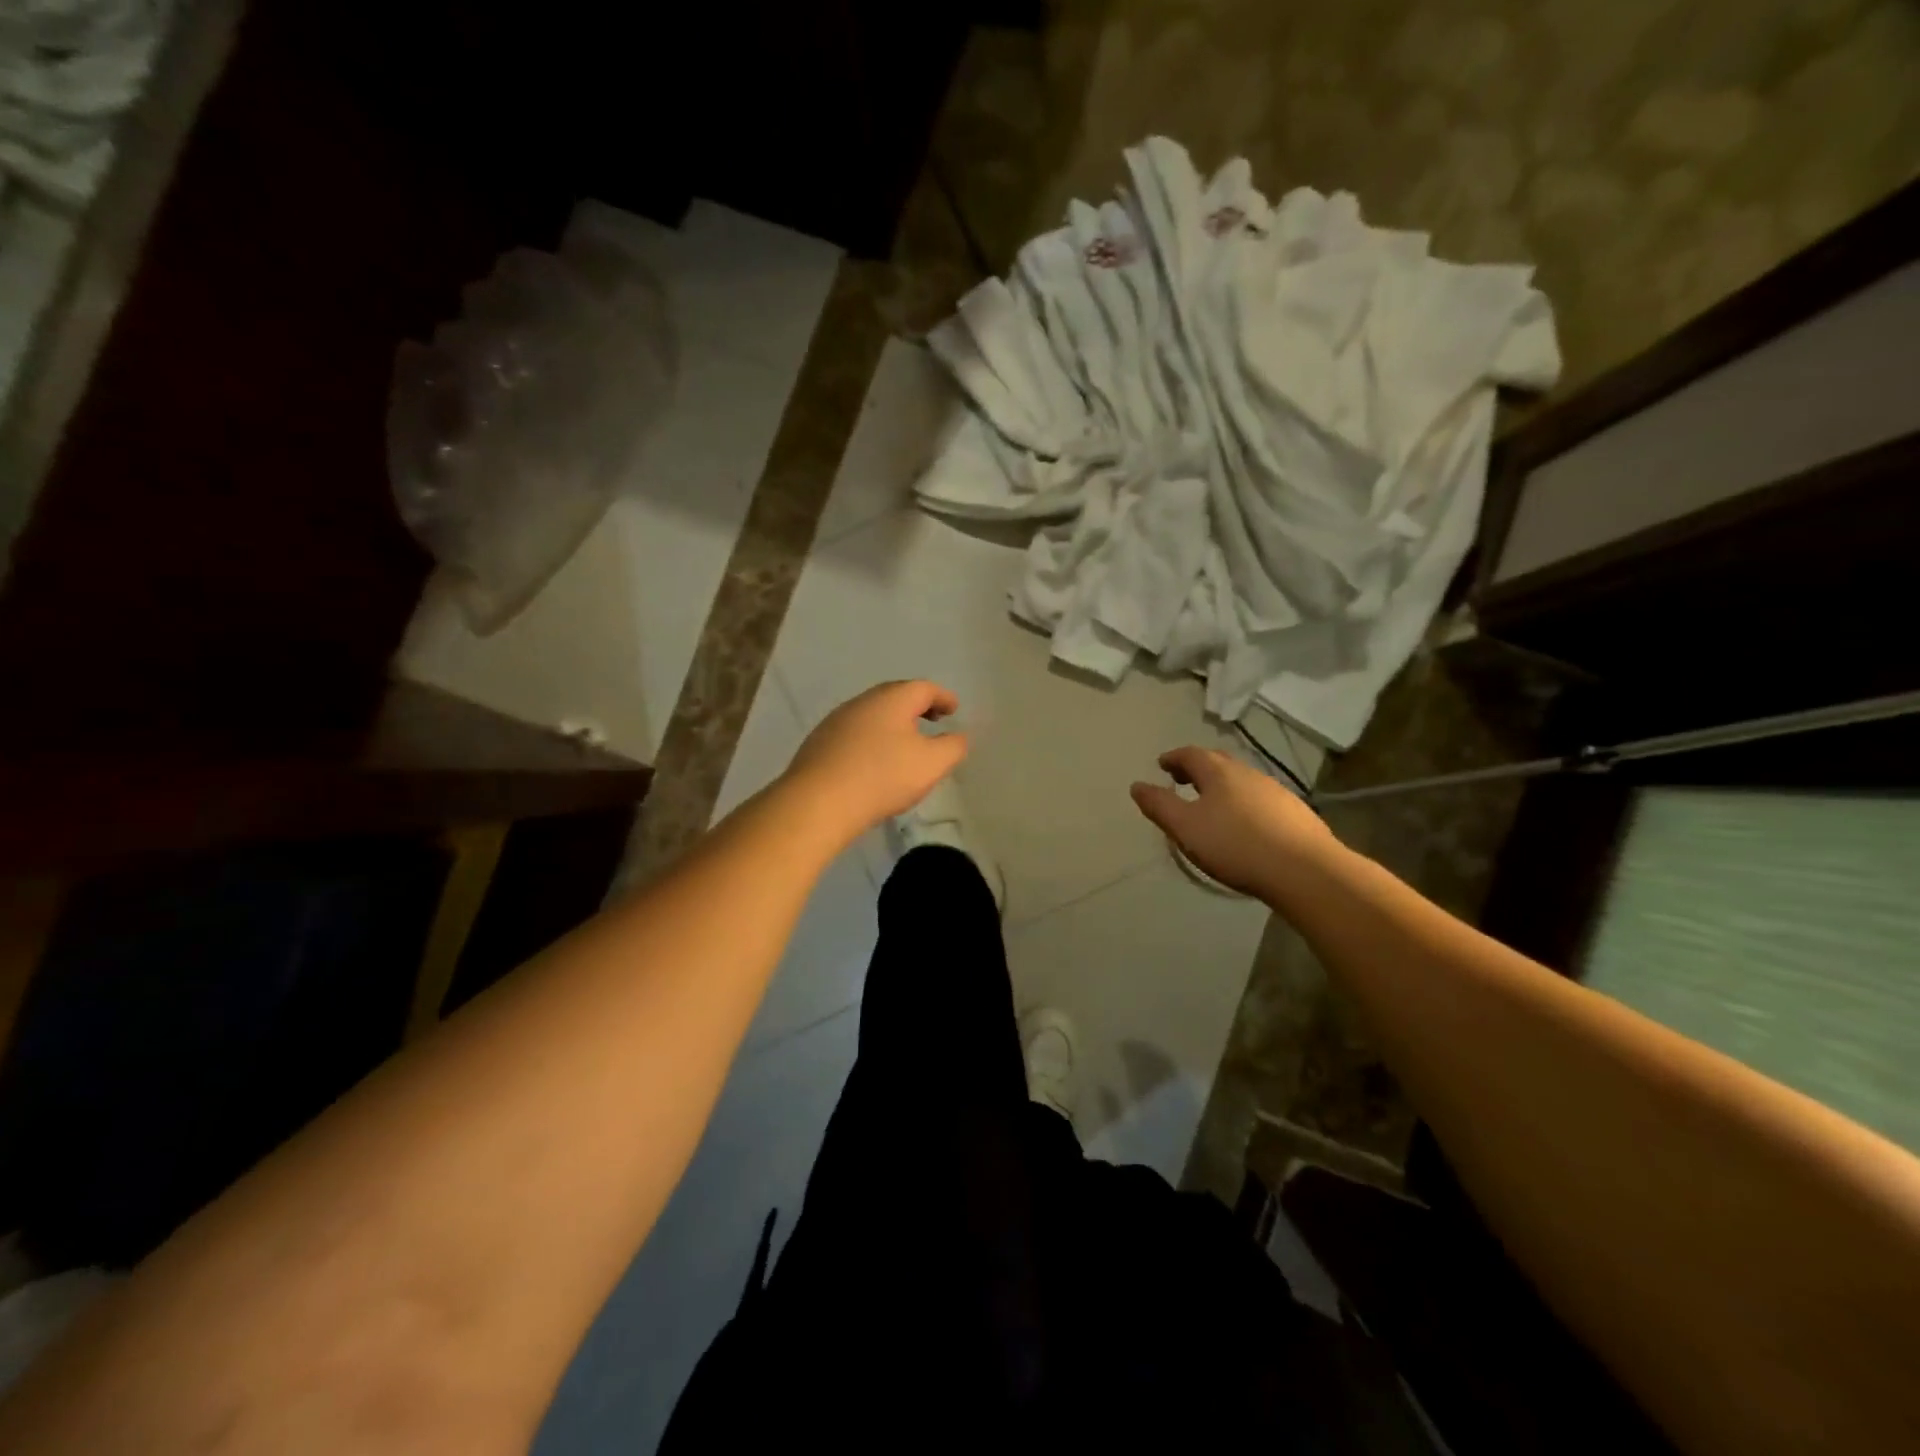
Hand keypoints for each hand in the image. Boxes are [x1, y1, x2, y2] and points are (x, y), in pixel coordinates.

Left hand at [783, 680, 967, 843]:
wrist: (818, 802)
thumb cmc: (882, 777)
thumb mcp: (931, 764)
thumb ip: (953, 747)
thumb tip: (959, 736)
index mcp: (892, 699)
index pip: (924, 688)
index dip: (943, 697)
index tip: (954, 709)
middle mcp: (863, 701)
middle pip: (896, 696)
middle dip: (917, 706)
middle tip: (933, 720)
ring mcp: (837, 720)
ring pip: (873, 714)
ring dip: (893, 723)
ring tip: (905, 742)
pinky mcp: (819, 742)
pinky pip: (855, 733)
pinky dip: (872, 738)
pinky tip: (874, 760)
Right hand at [1130, 746, 1338, 901]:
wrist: (1304, 871)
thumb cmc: (1235, 845)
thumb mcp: (1185, 828)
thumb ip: (1159, 805)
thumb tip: (1137, 786)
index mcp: (1218, 772)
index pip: (1190, 754)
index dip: (1173, 758)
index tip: (1162, 765)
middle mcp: (1247, 773)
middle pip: (1218, 762)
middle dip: (1197, 768)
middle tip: (1183, 780)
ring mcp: (1275, 791)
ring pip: (1241, 780)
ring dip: (1222, 785)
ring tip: (1211, 803)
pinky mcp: (1295, 812)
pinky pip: (1260, 798)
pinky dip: (1244, 802)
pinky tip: (1245, 823)